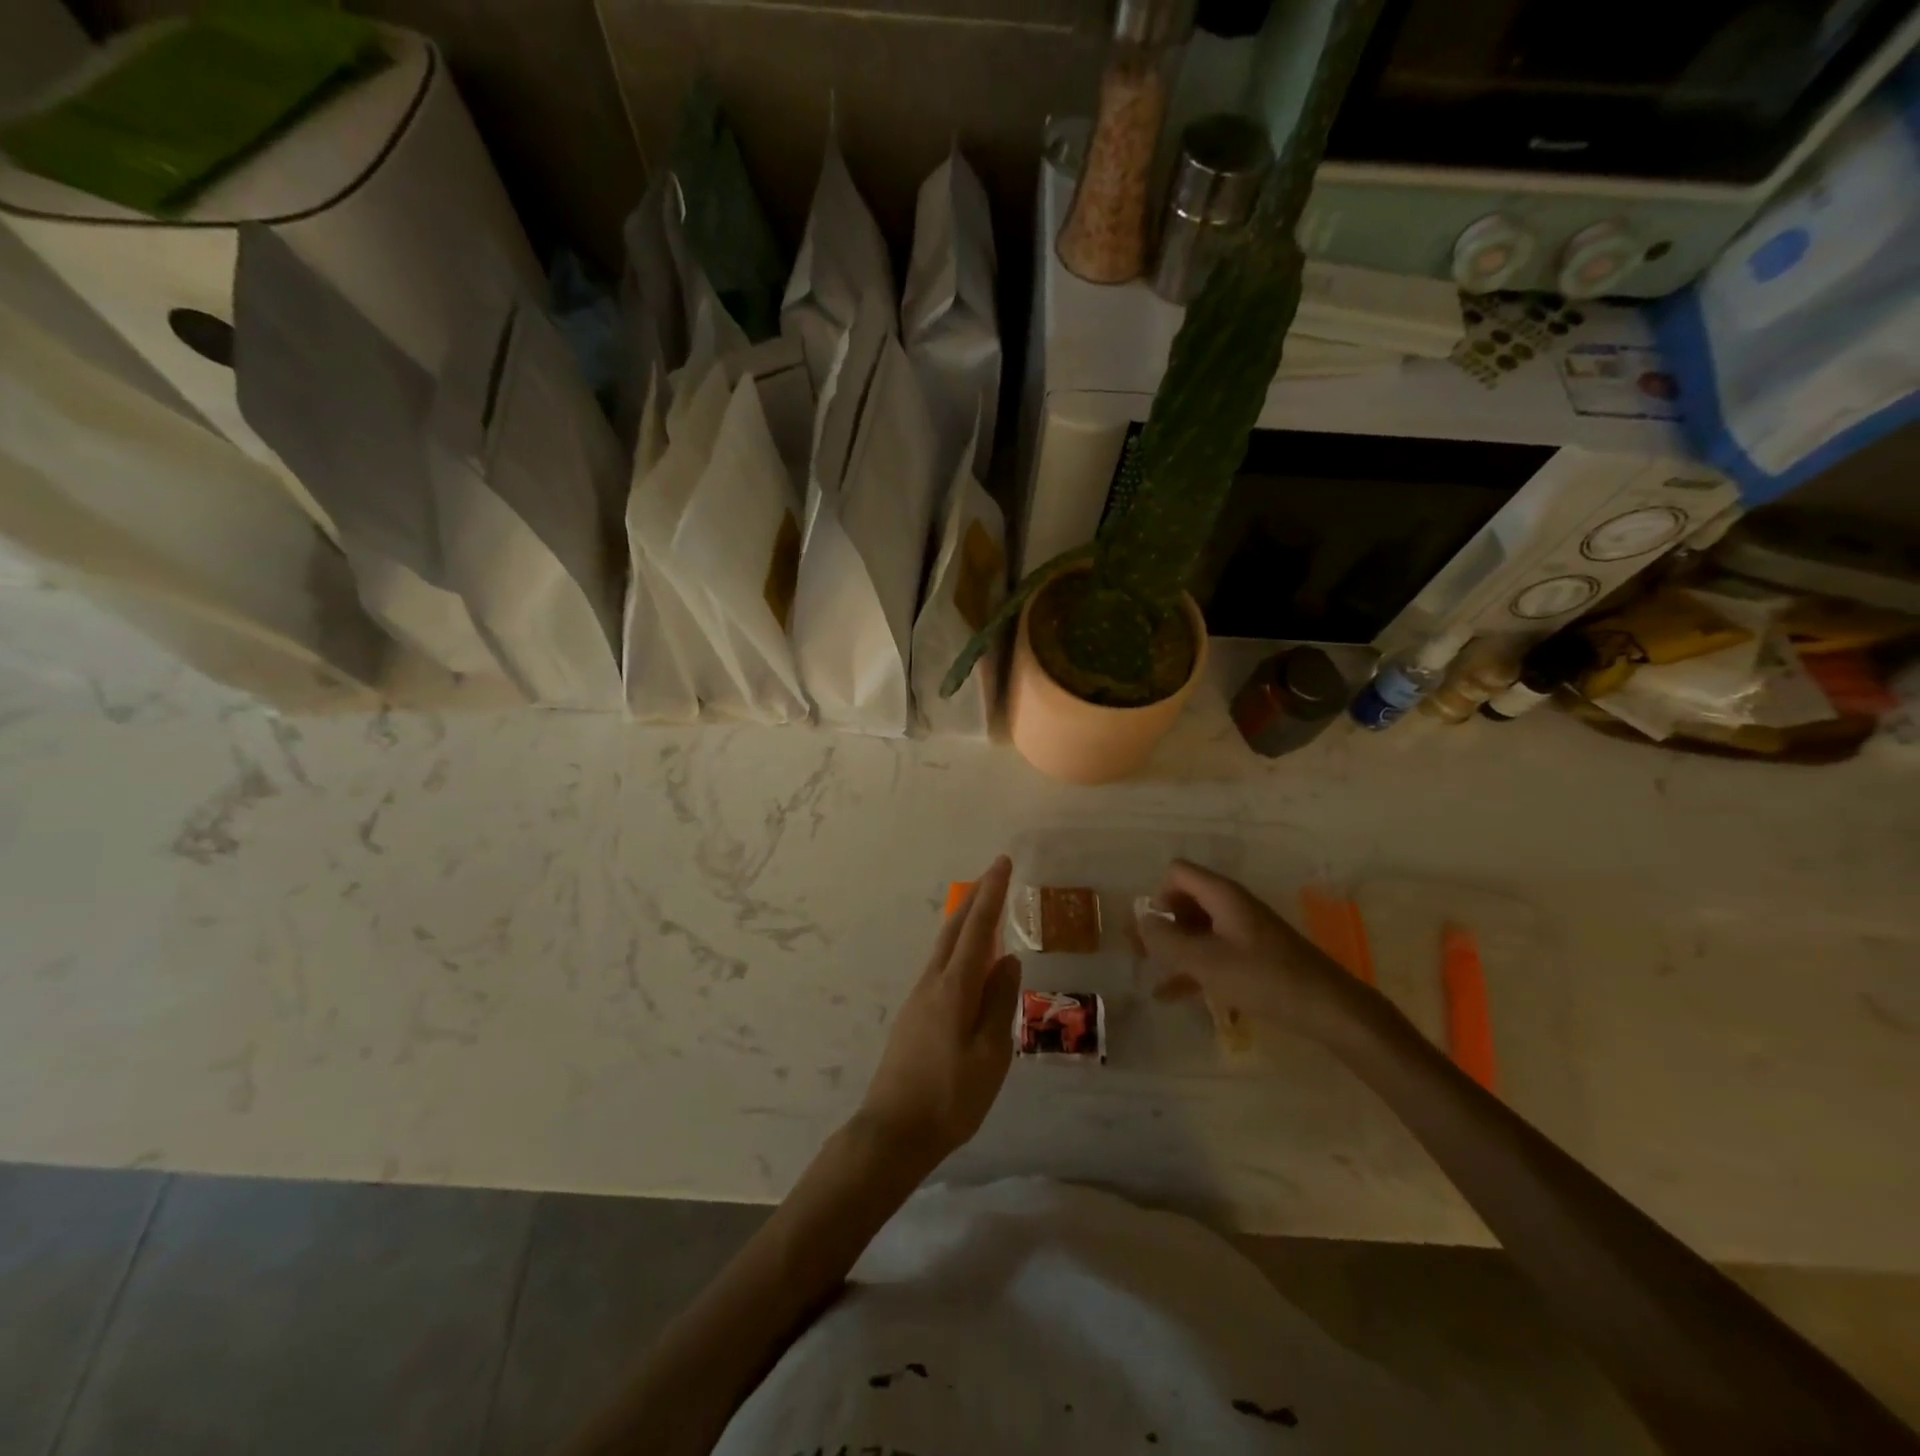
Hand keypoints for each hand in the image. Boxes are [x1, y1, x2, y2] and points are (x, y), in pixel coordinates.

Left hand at [857, 856, 1020, 1169]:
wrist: (893, 1131)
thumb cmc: (950, 1098)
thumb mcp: (991, 1055)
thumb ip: (1000, 1003)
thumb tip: (1008, 960)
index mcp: (954, 988)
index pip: (977, 929)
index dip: (992, 894)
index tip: (1002, 863)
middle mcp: (932, 983)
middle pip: (954, 929)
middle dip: (976, 898)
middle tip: (994, 875)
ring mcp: (918, 998)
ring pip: (944, 946)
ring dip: (964, 921)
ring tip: (984, 909)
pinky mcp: (913, 1015)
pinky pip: (940, 966)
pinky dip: (957, 948)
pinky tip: (968, 962)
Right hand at [1134, 860, 1372, 1050]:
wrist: (1328, 1008)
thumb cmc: (1263, 978)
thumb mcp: (1205, 961)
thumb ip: (1166, 940)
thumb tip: (1140, 921)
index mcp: (1222, 895)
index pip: (1177, 873)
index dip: (1158, 896)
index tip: (1154, 931)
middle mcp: (1232, 904)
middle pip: (1185, 899)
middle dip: (1161, 923)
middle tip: (1143, 955)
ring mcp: (1244, 929)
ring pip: (1197, 928)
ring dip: (1174, 947)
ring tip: (1152, 975)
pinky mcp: (1254, 954)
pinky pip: (1213, 950)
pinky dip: (1192, 966)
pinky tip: (1171, 995)